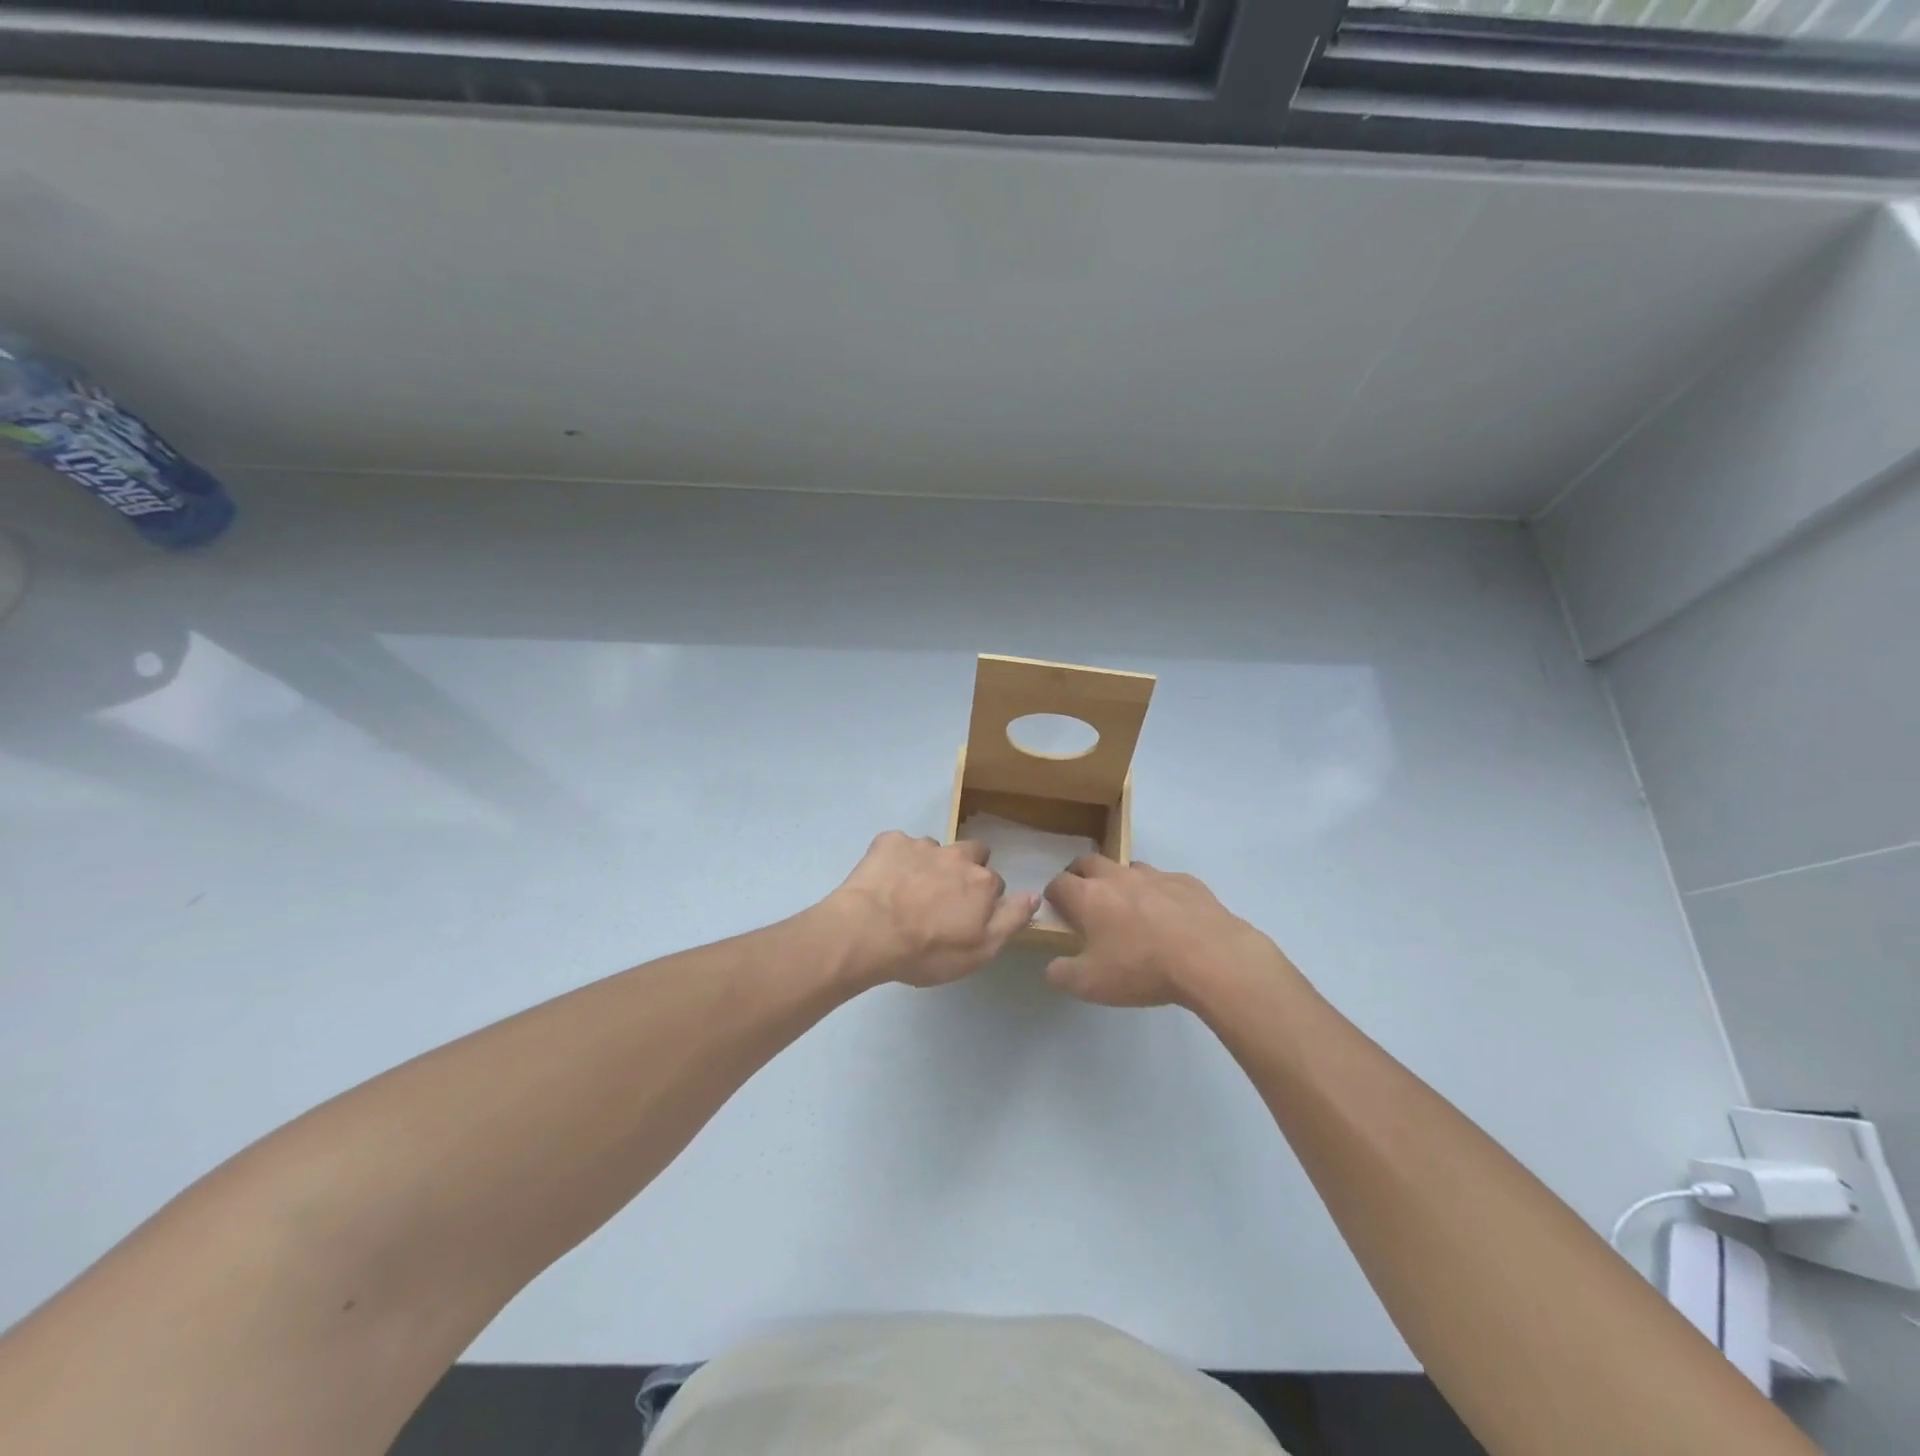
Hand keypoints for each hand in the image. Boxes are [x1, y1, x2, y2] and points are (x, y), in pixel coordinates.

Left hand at [823, 831, 1037, 988]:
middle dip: (963, 869)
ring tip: (907, 891)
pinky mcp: (890, 841)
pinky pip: (899, 845)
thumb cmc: (927, 951)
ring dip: (928, 865)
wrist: (868, 932)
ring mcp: (922, 845)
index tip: (966, 918)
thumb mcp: (980, 951)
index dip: (983, 901)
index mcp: (982, 882)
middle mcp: (957, 855)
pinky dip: (895, 859)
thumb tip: (1035, 895)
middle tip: (943, 897)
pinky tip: (883, 881)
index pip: (995, 884)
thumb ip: (1011, 920)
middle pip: (972, 853)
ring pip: (935, 849)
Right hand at [1043, 856, 1291, 1008]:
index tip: (1057, 909)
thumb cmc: (1142, 968)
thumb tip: (1052, 968)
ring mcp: (1154, 876)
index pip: (1059, 883)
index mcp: (1089, 897)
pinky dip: (1158, 892)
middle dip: (1081, 875)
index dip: (1053, 895)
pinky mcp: (1187, 882)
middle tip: (1085, 899)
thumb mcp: (1091, 985)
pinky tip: (1170, 916)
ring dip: (1121, 881)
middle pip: (1089, 862)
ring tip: (1129, 908)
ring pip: (1128, 868)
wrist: (1210, 957)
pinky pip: (1164, 880)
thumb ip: (1062, 975)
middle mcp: (1117, 877)